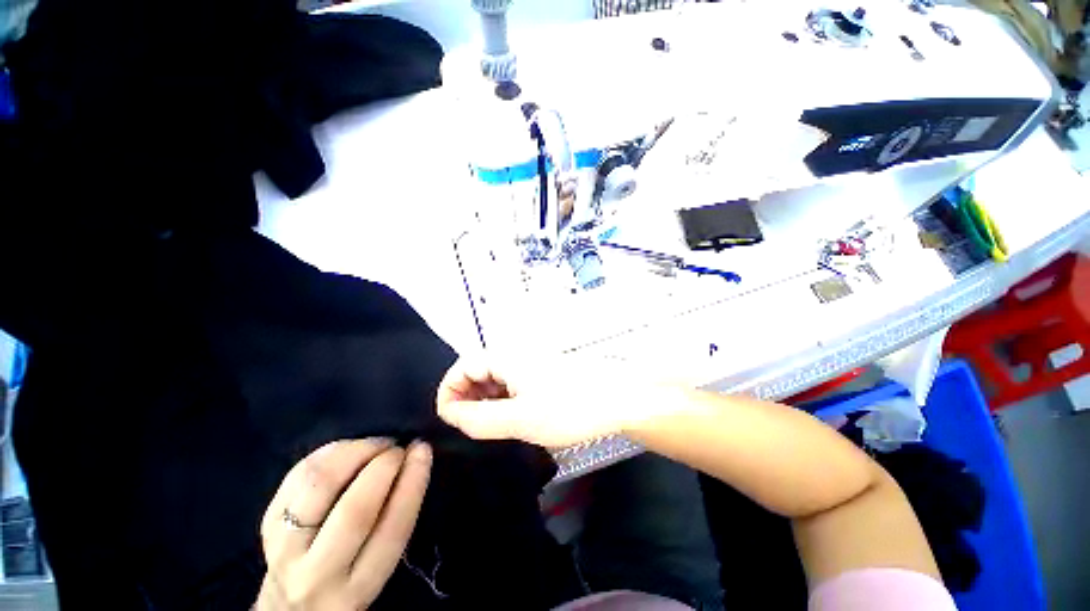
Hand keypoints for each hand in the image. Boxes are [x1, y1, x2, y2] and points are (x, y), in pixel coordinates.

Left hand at [257, 438, 431, 609]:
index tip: (422, 450)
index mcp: (358, 588)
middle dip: (383, 466)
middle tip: (398, 447)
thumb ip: (395, 518)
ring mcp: (284, 549)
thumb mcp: (378, 564)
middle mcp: (317, 575)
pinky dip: (329, 453)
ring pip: (318, 487)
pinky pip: (297, 476)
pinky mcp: (265, 523)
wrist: (290, 603)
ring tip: (375, 444)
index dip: (412, 482)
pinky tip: (348, 449)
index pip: (392, 530)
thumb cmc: (350, 576)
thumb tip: (416, 455)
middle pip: (353, 511)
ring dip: (354, 452)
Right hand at [436, 355, 680, 447]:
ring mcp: (529, 364)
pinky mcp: (540, 374)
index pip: (462, 367)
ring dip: (484, 402)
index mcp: (506, 357)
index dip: (450, 393)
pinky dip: (502, 401)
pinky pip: (511, 385)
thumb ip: (480, 418)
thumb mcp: (521, 419)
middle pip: (477, 371)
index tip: (450, 422)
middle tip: (470, 429)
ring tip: (490, 428)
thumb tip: (451, 414)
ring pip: (494, 379)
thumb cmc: (570, 408)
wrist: (617, 400)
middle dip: (466, 399)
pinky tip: (511, 419)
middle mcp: (514, 355)